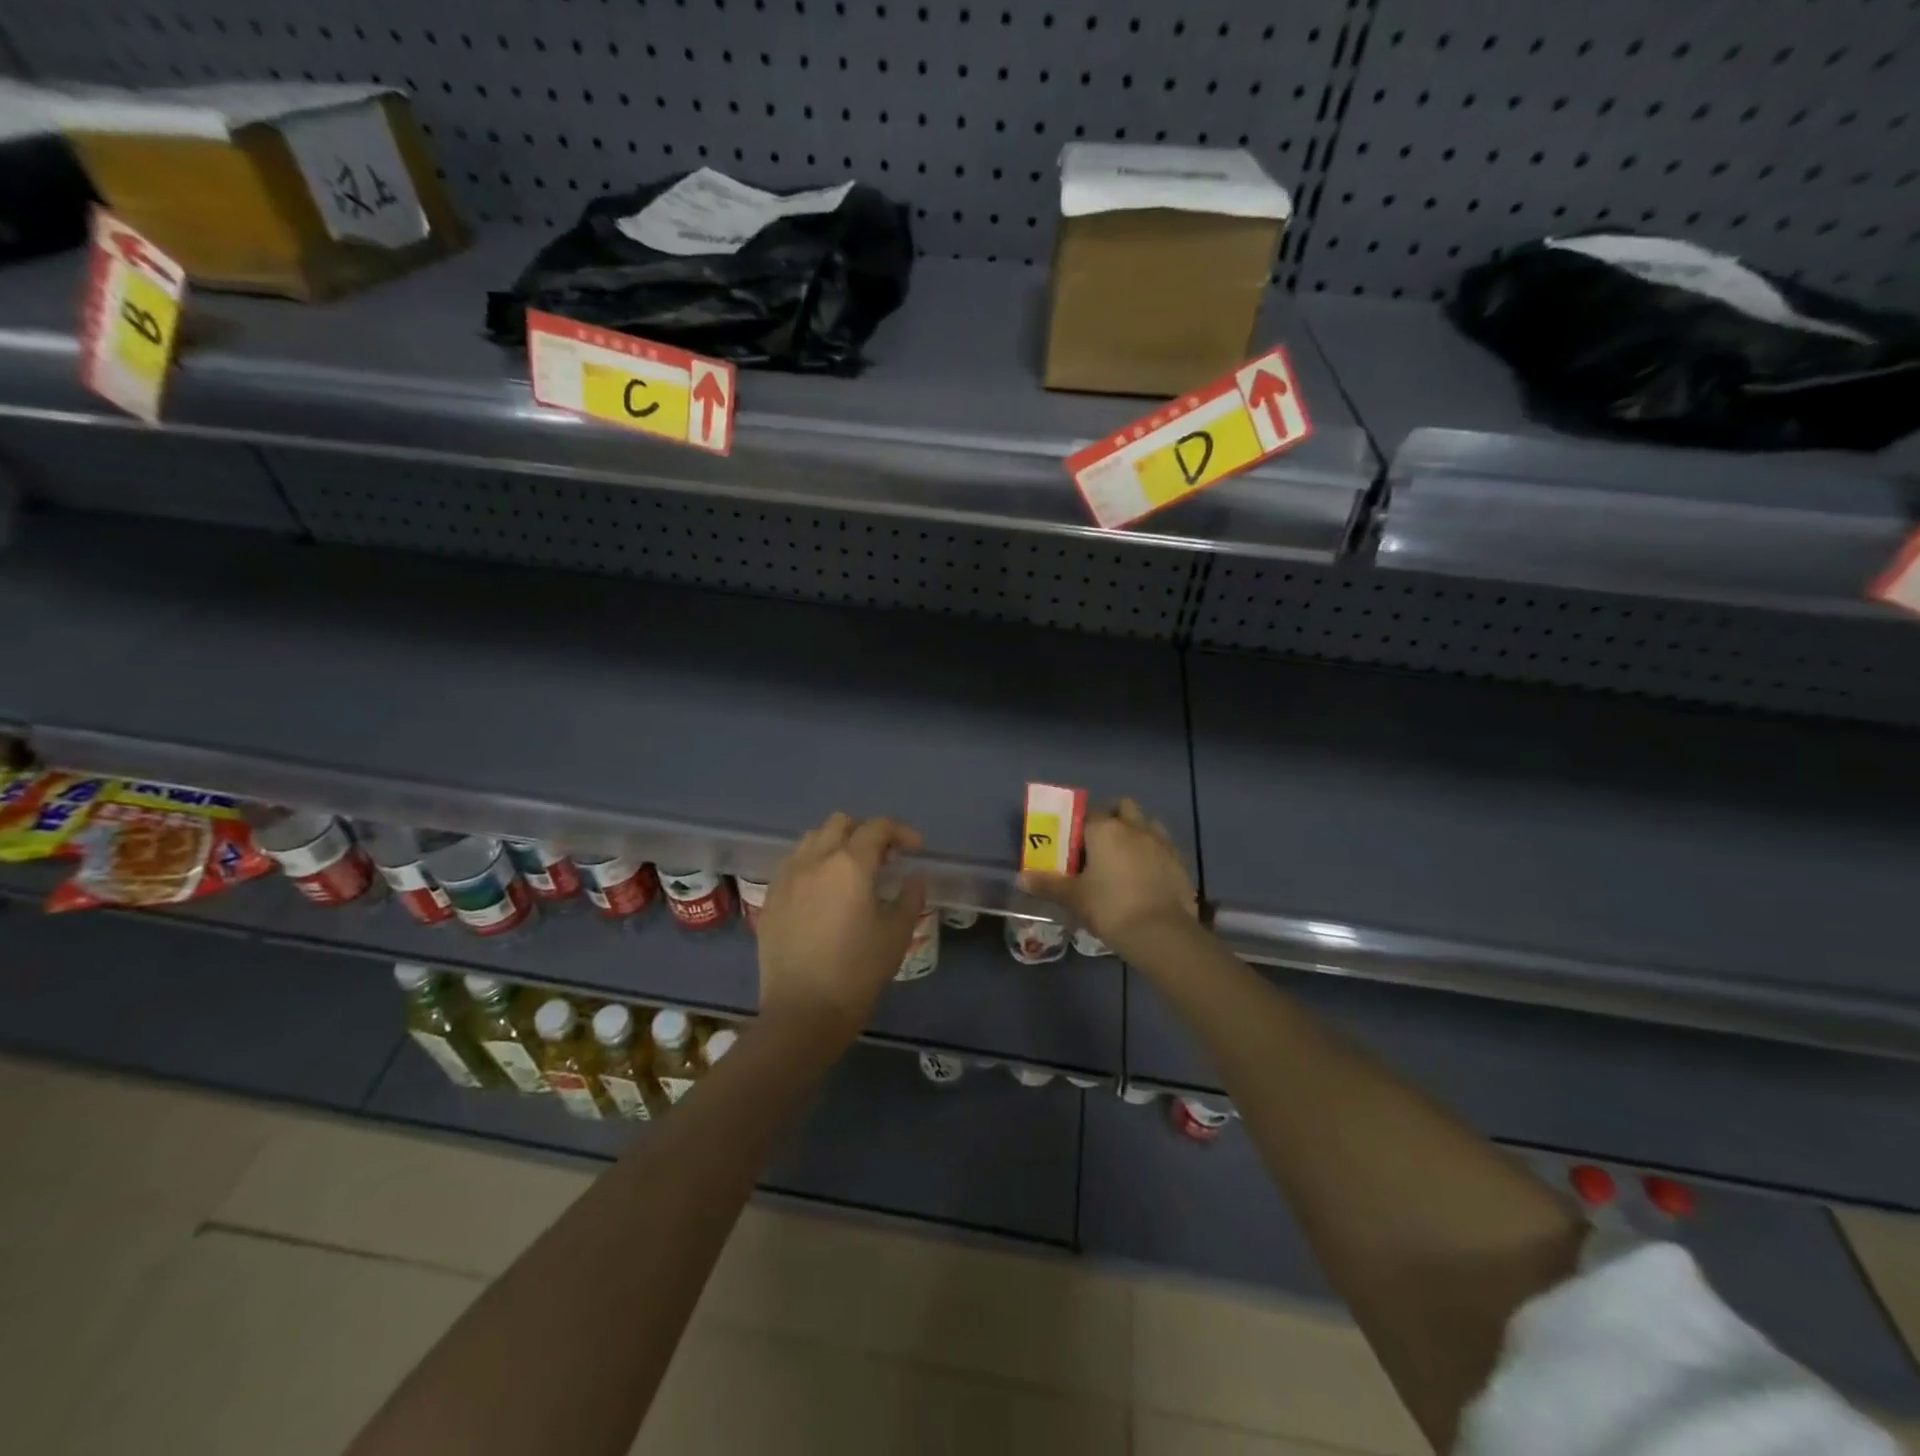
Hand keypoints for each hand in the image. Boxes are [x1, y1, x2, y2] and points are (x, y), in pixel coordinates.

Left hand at [756, 813, 927, 1044]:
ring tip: (852, 871)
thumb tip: (914, 876)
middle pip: (840, 823)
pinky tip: (824, 891)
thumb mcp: (896, 934)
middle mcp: (814, 860)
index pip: (877, 828)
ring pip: (812, 839)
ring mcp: (787, 877)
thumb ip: (910, 896)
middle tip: (884, 858)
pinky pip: (793, 864)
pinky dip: (813, 864)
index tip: (915, 849)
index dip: (901, 832)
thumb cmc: (857, 972)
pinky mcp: (770, 898)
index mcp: (849, 864)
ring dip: (836, 844)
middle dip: (866, 832)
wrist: (802, 1012)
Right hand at [1017, 798, 1196, 956]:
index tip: (1073, 844)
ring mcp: (1161, 842)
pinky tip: (1146, 876)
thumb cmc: (1110, 907)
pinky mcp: (1179, 861)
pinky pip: (1163, 846)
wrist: (1161, 932)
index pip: (1088, 813)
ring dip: (1136, 832)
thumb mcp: (1074, 898)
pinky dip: (1154, 853)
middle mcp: (1134, 827)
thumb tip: (1020, 878)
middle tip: (1100, 845)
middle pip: (1123, 807)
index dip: (1079, 825)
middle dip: (1113, 818)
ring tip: (1126, 859)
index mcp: (1105, 829)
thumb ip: (1047, 884)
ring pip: (1147, 823)